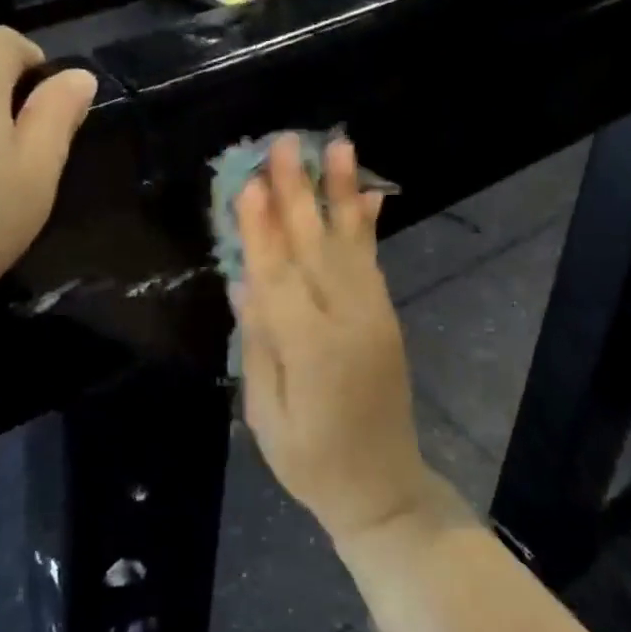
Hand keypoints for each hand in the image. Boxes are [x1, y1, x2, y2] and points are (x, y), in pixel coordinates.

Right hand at [233, 135, 434, 545]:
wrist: (384, 489)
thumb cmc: (311, 461)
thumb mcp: (266, 413)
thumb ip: (259, 343)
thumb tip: (244, 281)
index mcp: (310, 350)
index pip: (278, 276)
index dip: (261, 228)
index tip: (251, 182)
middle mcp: (347, 321)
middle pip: (315, 246)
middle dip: (298, 191)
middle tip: (286, 143)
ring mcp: (373, 314)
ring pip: (350, 242)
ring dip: (341, 191)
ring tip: (337, 145)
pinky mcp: (386, 315)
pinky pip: (373, 261)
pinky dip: (367, 224)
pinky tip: (366, 194)